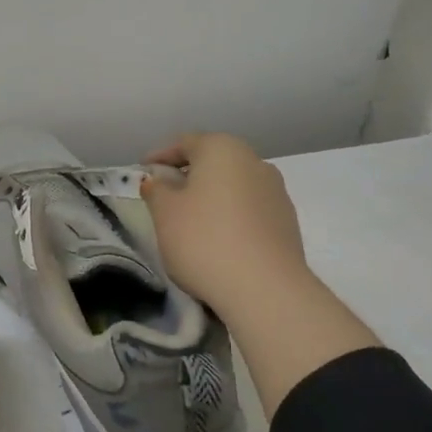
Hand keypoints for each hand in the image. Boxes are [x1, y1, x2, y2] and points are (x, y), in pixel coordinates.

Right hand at [140, 132, 308, 321]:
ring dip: (211, 196)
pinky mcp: (288, 221)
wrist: (266, 289)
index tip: (143, 172)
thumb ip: (157, 190)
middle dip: (188, 175)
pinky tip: (219, 239)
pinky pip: (250, 209)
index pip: (185, 143)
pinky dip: (231, 216)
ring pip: (233, 186)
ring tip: (192, 221)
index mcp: (222, 149)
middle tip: (165, 196)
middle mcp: (254, 161)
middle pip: (213, 162)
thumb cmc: (204, 240)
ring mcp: (276, 191)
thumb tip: (159, 180)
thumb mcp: (165, 213)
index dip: (160, 156)